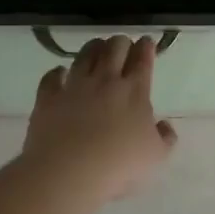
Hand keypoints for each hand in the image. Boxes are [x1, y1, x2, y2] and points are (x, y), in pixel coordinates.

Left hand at [22, 35, 177, 198]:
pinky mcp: (49, 97)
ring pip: (85, 55)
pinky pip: (52, 77)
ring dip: (93, 47)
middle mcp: (104, 80)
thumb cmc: (119, 164)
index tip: (147, 42)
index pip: (142, 60)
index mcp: (134, 91)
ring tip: (97, 47)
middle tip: (123, 45)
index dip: (146, 47)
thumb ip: (165, 138)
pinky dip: (57, 72)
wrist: (69, 171)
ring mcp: (74, 86)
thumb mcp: (155, 156)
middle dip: (121, 42)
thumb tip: (165, 125)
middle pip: (114, 48)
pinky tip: (60, 72)